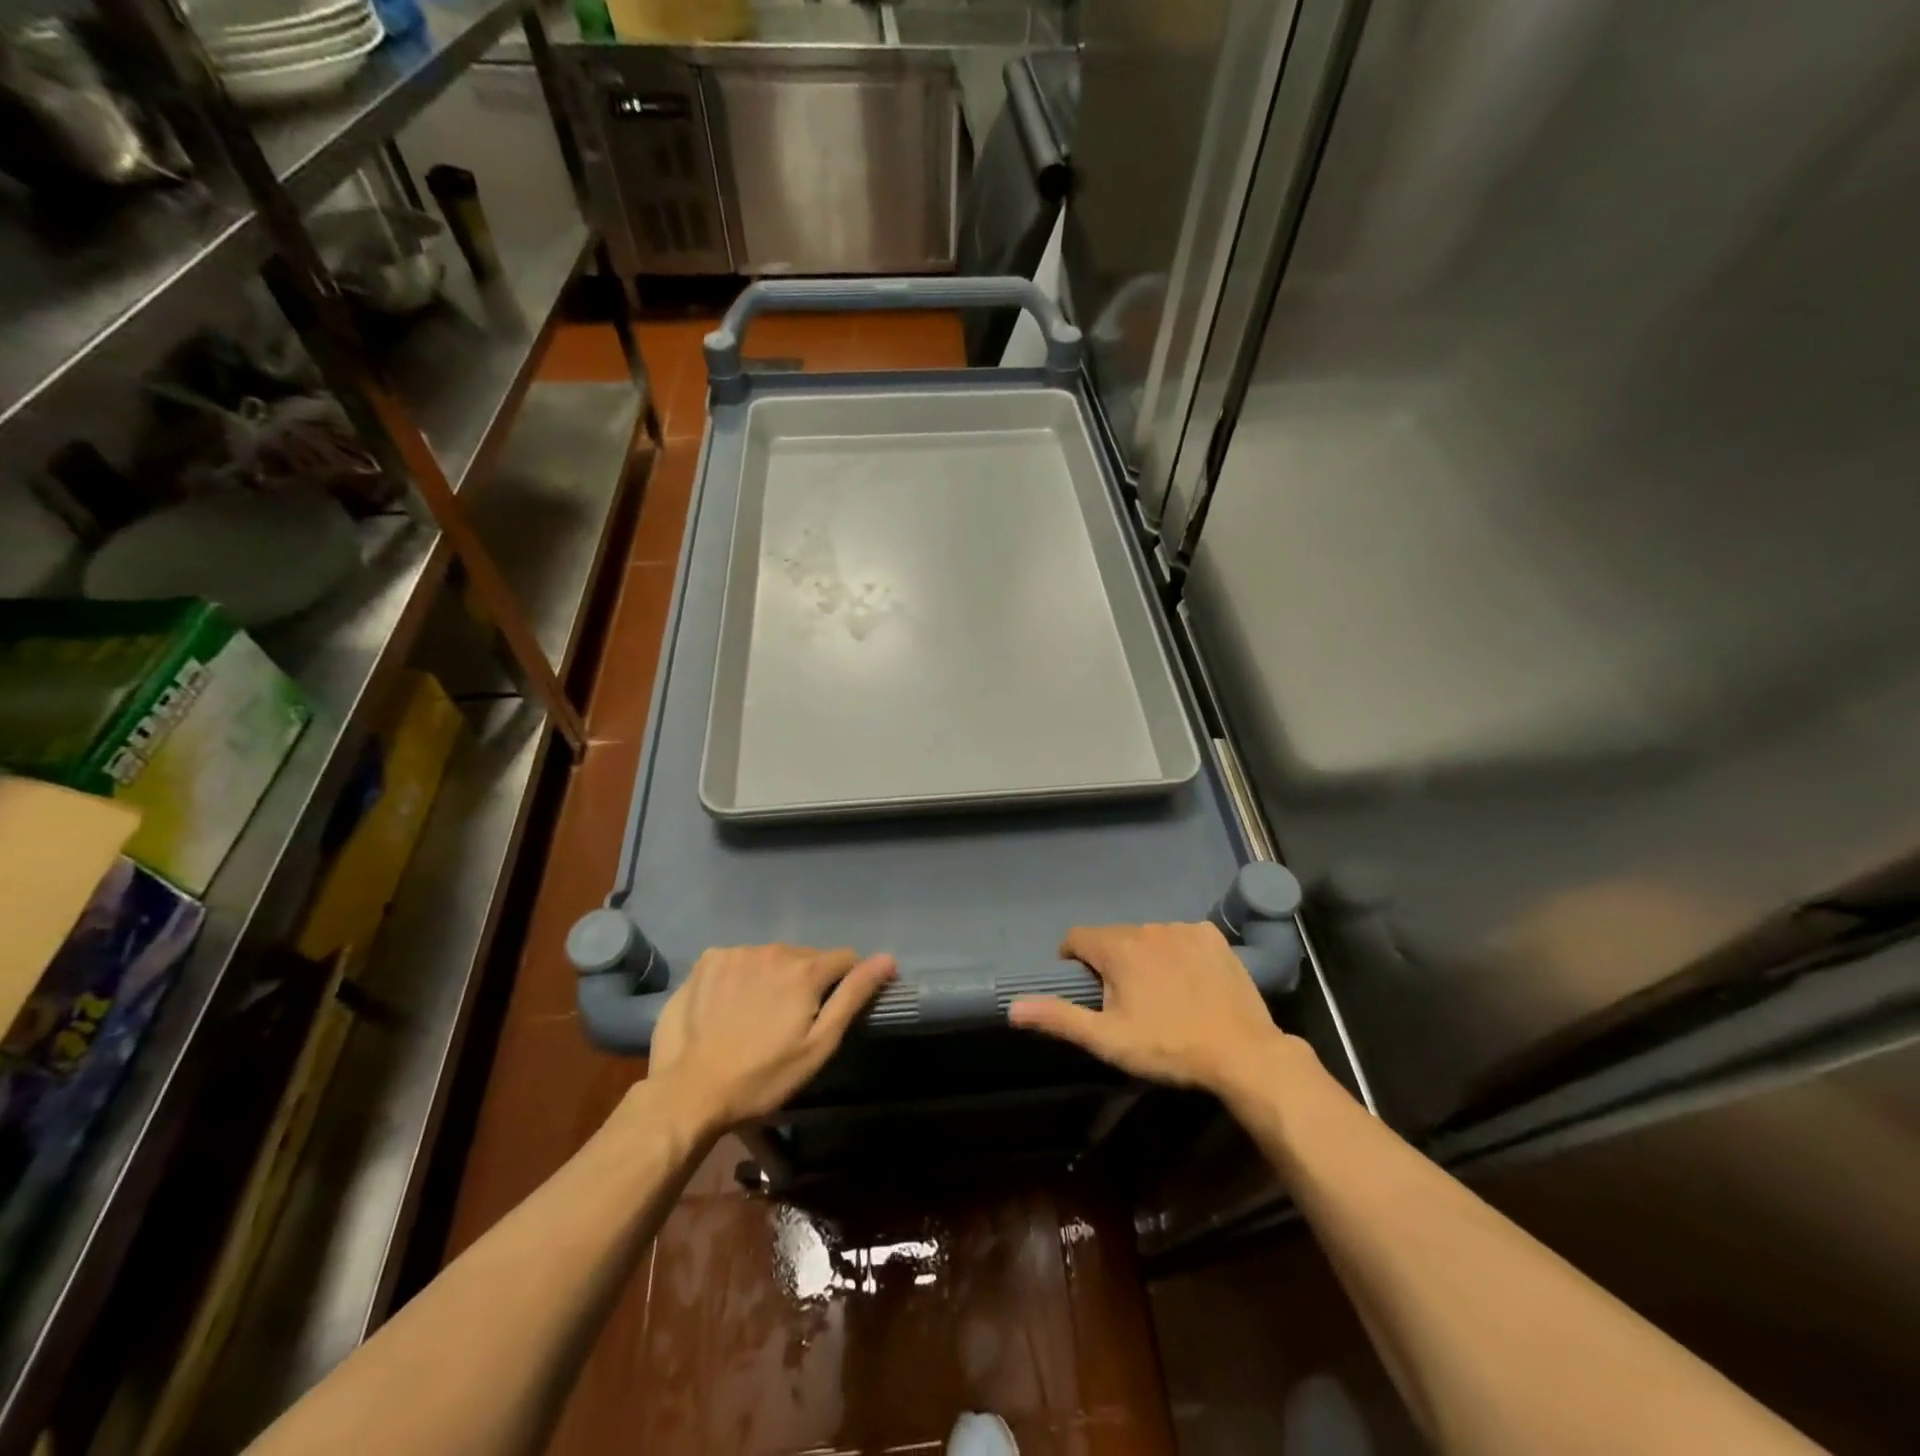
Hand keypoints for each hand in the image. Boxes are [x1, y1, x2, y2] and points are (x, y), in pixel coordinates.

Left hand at [649, 945, 895, 1127]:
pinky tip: (729, 1005)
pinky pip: (738, 960)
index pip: (844, 958)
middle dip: (807, 981)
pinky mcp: (707, 961)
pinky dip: (741, 976)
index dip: (847, 981)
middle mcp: (773, 950)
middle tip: (792, 1021)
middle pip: (805, 958)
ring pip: (771, 958)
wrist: (688, 1092)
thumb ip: (854, 996)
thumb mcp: (818, 1045)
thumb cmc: (762, 1077)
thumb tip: (887, 958)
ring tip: (757, 1015)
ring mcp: (736, 952)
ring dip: (773, 977)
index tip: (834, 1009)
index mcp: (805, 970)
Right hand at [1009, 923, 1291, 1095]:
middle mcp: (1147, 928)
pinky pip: (1180, 936)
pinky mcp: (1212, 936)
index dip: (1073, 960)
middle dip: (1111, 963)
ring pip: (1147, 936)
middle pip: (1113, 938)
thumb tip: (1012, 1007)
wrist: (1242, 1053)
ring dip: (1143, 956)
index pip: (1077, 938)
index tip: (1085, 988)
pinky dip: (1176, 952)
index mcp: (1118, 948)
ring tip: (1161, 994)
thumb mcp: (1107, 1039)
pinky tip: (1190, 982)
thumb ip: (1059, 1017)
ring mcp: (1183, 928)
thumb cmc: (1168, 1048)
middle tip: (1125, 1002)